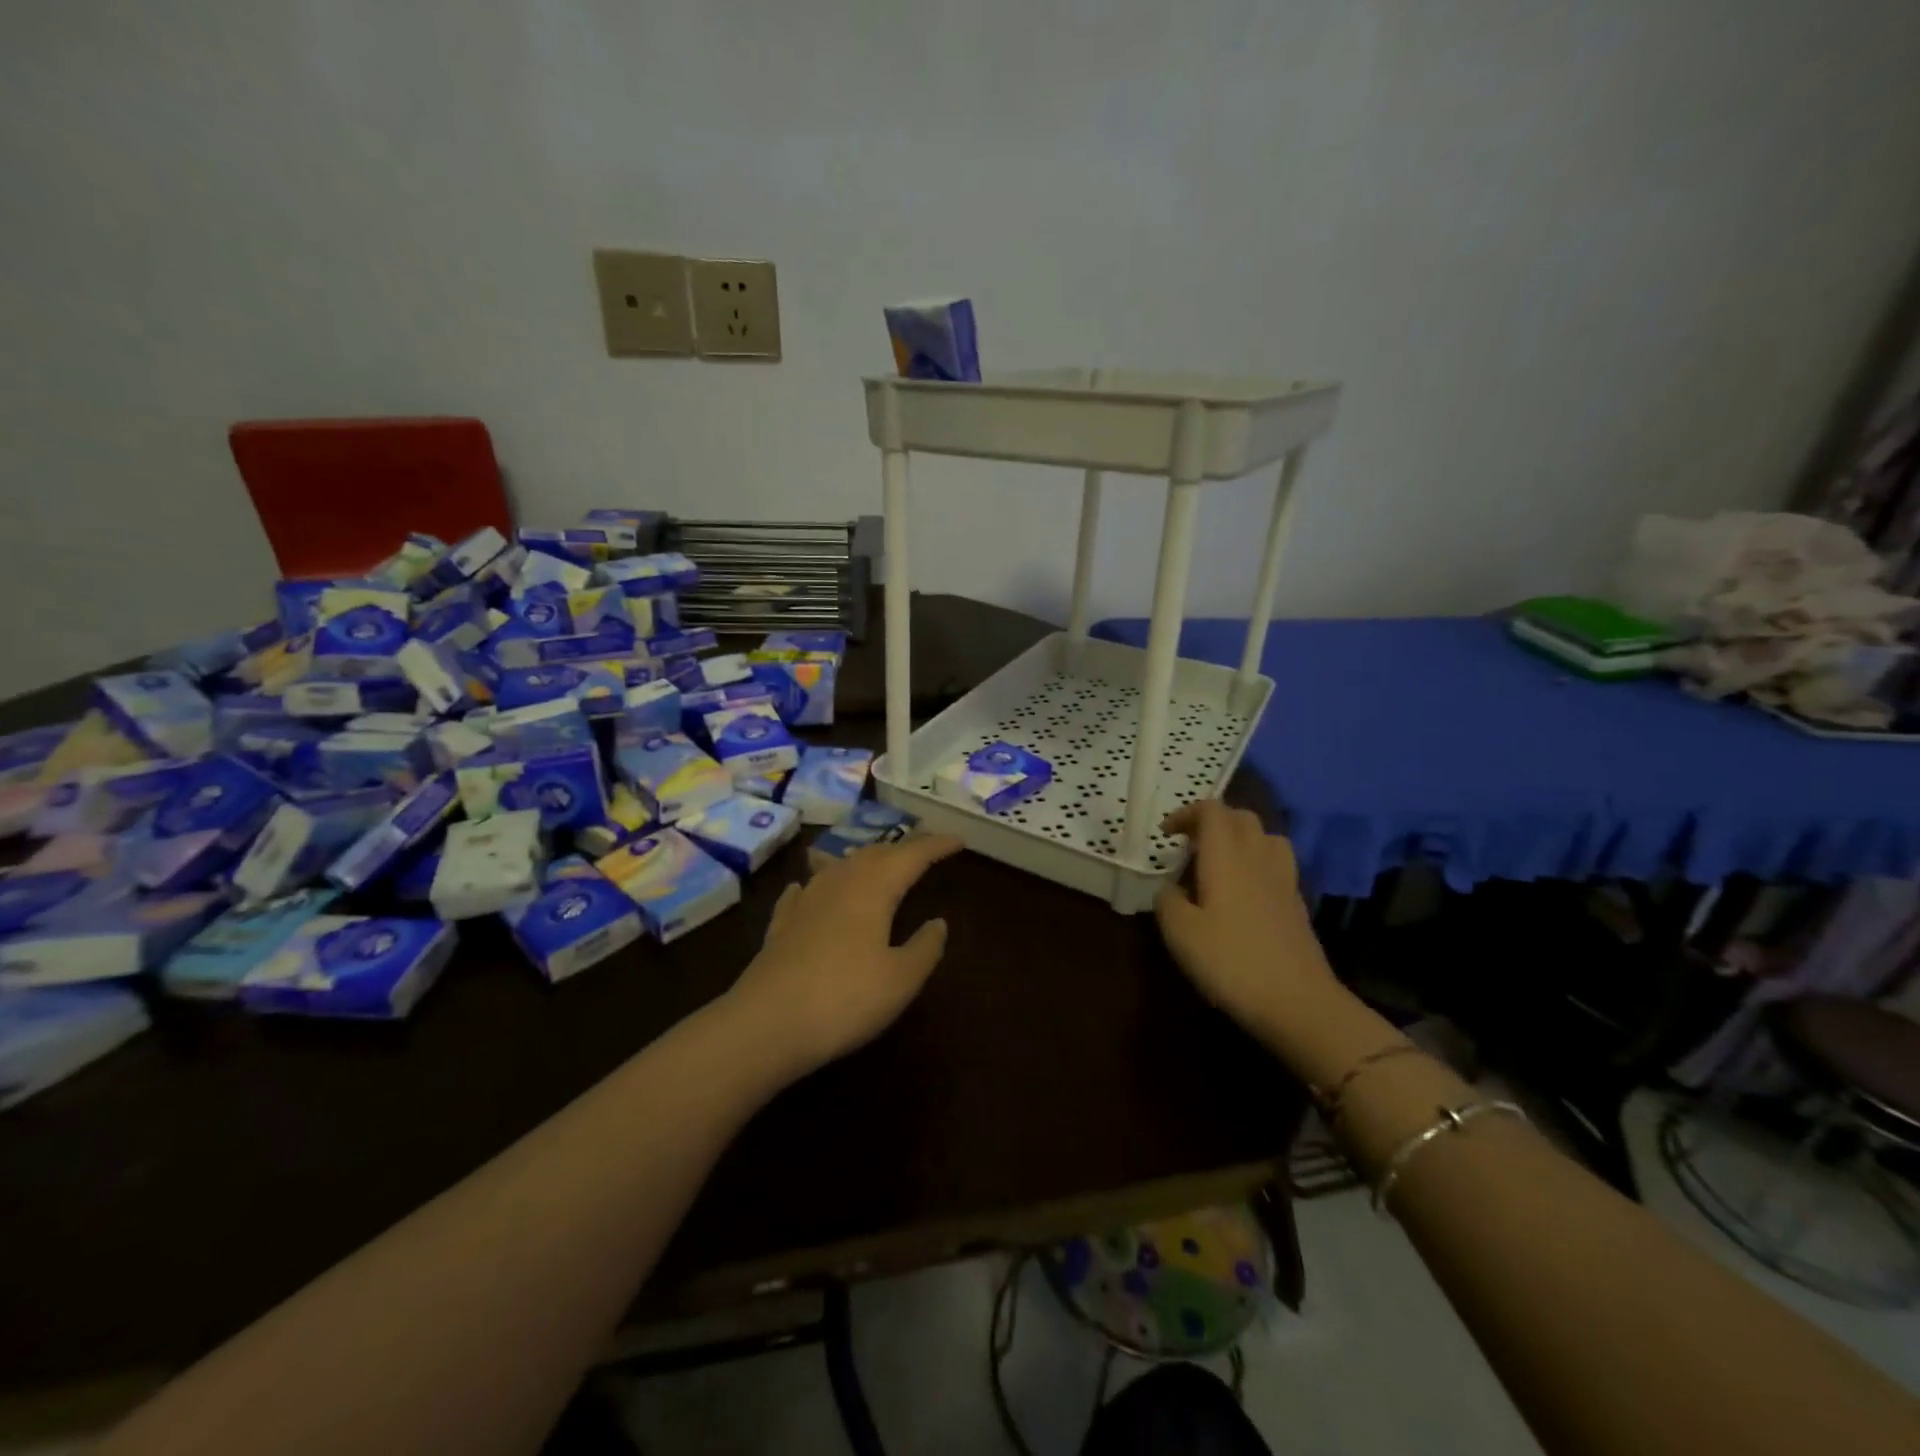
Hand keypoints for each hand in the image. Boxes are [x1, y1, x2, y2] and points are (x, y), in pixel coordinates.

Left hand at [727, 833, 963, 1077]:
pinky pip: (804, 890)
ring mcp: (805, 901)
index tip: (958, 840)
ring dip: (864, 859)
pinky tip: (809, 885)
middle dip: (903, 848)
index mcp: (873, 888)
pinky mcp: (781, 925)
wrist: (766, 1024)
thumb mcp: (901, 979)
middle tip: (925, 850)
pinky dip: (817, 880)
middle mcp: (839, 882)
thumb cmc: (845, 998)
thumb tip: (938, 922)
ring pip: (840, 865)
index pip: (912, 855)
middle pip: (875, 853)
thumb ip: (925, 947)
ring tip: (878, 862)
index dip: (936, 845)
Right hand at [1154, 801, 1336, 1039]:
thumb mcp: (1180, 933)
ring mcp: (1284, 880)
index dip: (1186, 813)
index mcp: (1226, 856)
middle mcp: (1258, 858)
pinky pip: (1277, 865)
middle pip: (1241, 818)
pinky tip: (1244, 892)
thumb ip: (1167, 901)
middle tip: (1189, 845)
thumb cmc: (1231, 961)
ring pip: (1266, 838)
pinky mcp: (1297, 904)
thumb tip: (1170, 888)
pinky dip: (1258, 864)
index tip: (1166, 834)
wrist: (1298, 1002)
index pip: (1211, 810)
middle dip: (1213, 821)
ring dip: (1241, 838)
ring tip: (1220, 862)